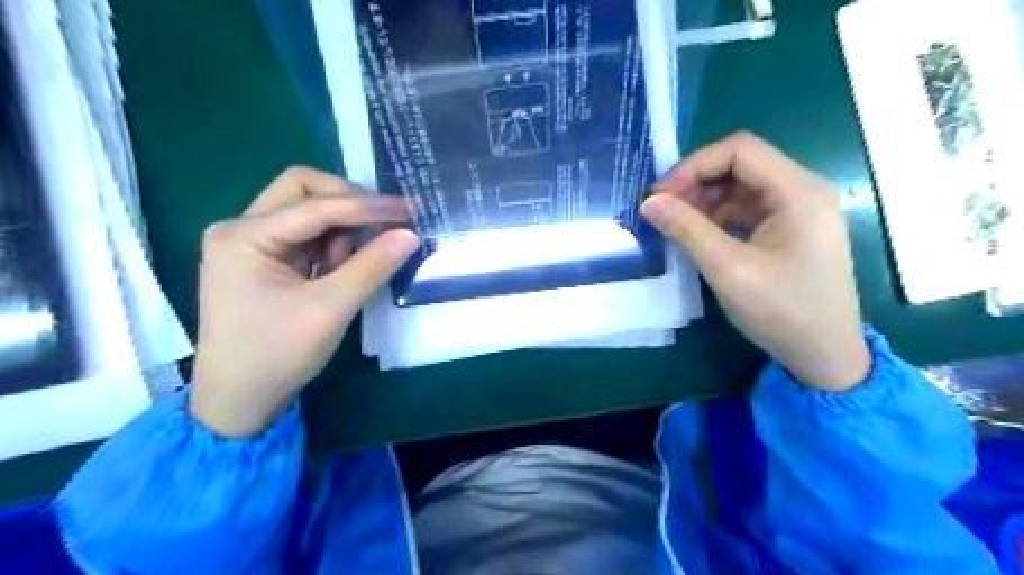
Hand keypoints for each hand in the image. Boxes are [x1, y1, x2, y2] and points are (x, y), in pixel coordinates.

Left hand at [187, 169, 419, 437]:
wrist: (239, 401)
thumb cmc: (276, 355)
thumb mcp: (329, 310)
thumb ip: (371, 267)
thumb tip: (410, 234)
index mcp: (244, 236)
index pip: (315, 205)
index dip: (366, 206)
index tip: (409, 211)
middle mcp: (242, 229)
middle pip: (303, 190)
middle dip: (349, 202)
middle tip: (387, 222)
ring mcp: (253, 244)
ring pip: (308, 211)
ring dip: (342, 227)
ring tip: (358, 261)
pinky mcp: (267, 261)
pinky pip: (308, 236)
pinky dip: (333, 245)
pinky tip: (342, 270)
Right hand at [642, 131, 865, 390]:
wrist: (824, 356)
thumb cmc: (782, 311)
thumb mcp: (729, 270)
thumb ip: (687, 230)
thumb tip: (648, 202)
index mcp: (797, 191)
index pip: (739, 150)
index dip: (694, 166)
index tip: (660, 196)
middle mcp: (801, 191)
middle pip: (740, 165)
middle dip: (696, 183)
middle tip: (662, 210)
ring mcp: (797, 211)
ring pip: (740, 187)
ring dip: (704, 200)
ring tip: (675, 225)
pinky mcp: (789, 230)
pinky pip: (747, 209)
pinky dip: (718, 217)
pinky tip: (699, 236)